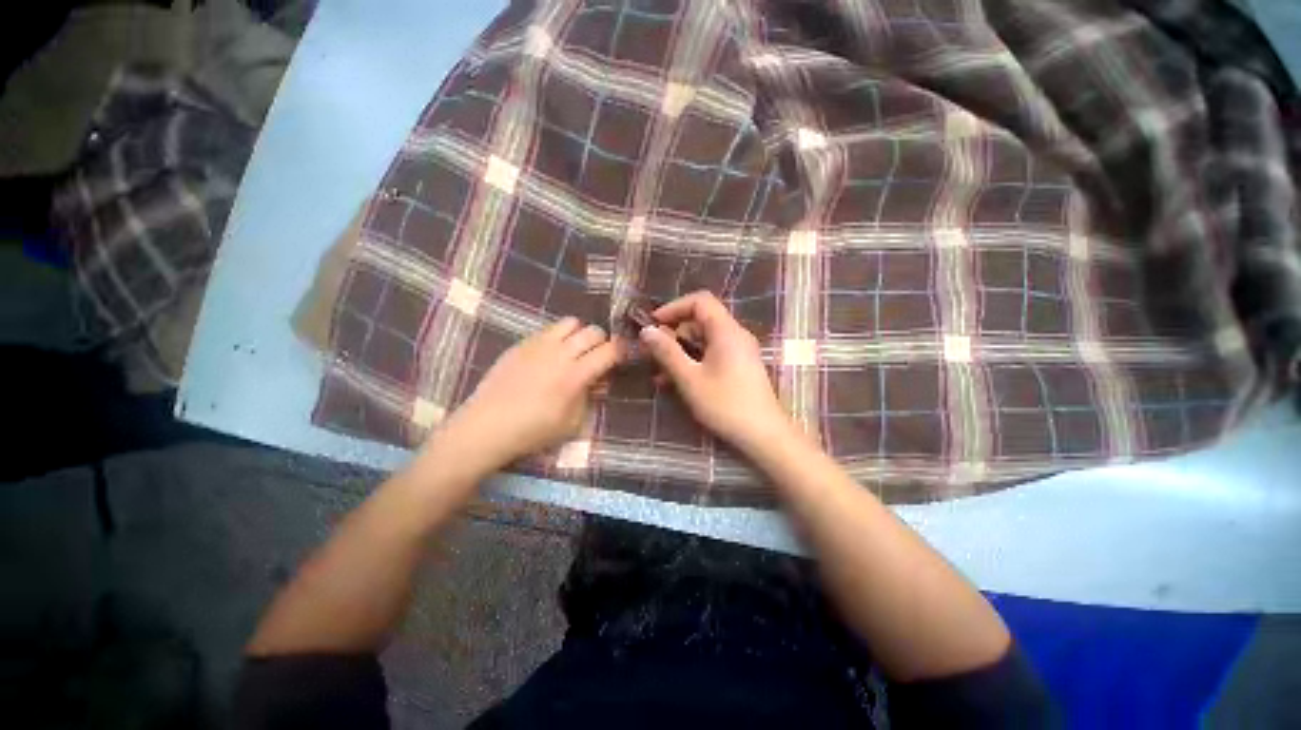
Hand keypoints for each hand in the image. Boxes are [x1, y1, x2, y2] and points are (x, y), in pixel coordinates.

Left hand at [443, 317, 619, 468]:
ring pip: (571, 322)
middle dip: (602, 342)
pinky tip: (551, 355)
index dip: (622, 351)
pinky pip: (549, 329)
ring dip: (580, 334)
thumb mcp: (573, 422)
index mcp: (576, 375)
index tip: (624, 356)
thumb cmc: (533, 430)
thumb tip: (598, 380)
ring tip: (575, 351)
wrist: (487, 425)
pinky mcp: (522, 343)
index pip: (609, 351)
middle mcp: (560, 353)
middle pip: (593, 331)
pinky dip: (559, 337)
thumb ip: (590, 397)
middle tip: (598, 357)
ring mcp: (539, 344)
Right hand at [639, 291, 793, 453]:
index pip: (700, 301)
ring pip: (704, 340)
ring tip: (659, 371)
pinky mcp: (740, 366)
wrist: (764, 435)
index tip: (654, 324)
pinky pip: (712, 354)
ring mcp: (739, 351)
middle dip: (674, 333)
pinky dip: (693, 361)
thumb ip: (667, 352)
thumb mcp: (690, 379)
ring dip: (681, 351)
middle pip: (701, 320)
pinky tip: (675, 381)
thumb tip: (646, 331)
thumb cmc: (725, 404)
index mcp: (726, 331)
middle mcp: (735, 335)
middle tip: (652, 351)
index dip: (674, 307)